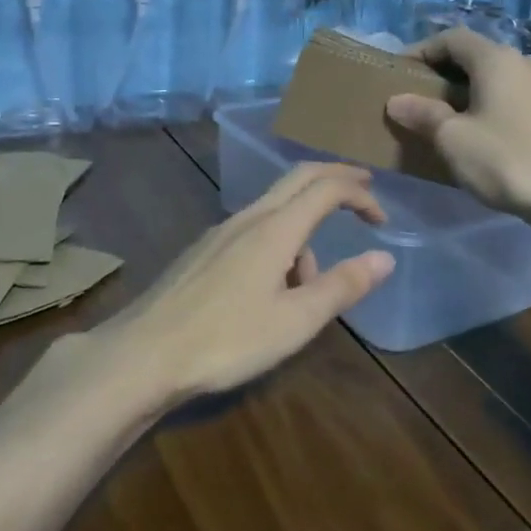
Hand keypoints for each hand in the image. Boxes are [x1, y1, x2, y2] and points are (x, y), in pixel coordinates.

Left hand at [102, 163, 395, 405]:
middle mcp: (248, 218)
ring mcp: (221, 231)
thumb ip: (342, 286)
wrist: (145, 353)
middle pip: (298, 178)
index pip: (325, 188)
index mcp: (275, 228)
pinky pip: (253, 229)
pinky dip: (278, 242)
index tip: (382, 217)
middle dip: (334, 179)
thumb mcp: (295, 321)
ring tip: (308, 291)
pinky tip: (270, 289)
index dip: (359, 194)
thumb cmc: (227, 339)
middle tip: (364, 192)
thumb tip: (385, 256)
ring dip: (305, 232)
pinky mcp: (204, 250)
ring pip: (275, 210)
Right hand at [385, 28, 530, 221]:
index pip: (451, 38)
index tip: (398, 73)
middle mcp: (521, 64)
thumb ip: (423, 114)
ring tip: (439, 119)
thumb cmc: (507, 160)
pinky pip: (508, 98)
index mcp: (496, 59)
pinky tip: (474, 135)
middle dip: (440, 73)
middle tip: (414, 98)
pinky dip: (484, 106)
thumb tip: (396, 100)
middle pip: (473, 56)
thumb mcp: (453, 138)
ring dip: (462, 92)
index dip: (421, 50)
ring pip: (492, 78)